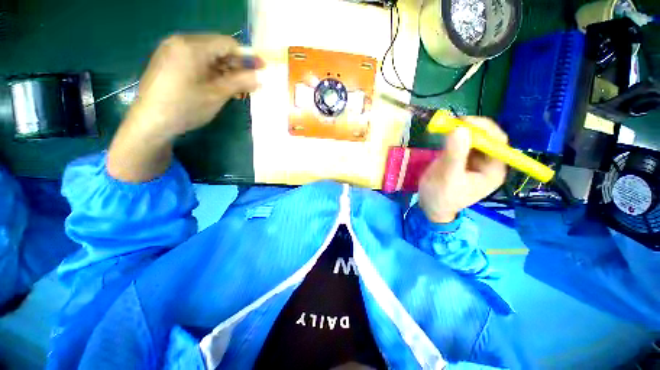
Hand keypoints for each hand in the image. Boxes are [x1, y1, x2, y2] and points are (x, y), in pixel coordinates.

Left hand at [108, 34, 263, 181]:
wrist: (151, 121)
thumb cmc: (186, 107)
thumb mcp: (217, 95)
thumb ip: (240, 82)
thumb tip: (259, 77)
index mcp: (192, 46)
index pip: (228, 44)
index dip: (247, 57)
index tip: (261, 69)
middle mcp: (180, 41)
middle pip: (217, 48)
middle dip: (236, 66)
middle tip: (249, 84)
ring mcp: (172, 50)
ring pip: (208, 56)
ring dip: (225, 71)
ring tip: (235, 90)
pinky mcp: (168, 61)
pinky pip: (196, 61)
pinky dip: (211, 72)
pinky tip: (218, 86)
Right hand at [418, 117, 507, 223]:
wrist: (430, 206)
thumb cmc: (441, 196)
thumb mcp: (447, 177)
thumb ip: (454, 155)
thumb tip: (460, 129)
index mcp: (493, 170)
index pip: (497, 143)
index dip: (484, 129)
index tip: (464, 122)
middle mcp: (488, 163)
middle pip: (487, 138)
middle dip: (472, 128)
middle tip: (452, 122)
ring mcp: (475, 160)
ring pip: (474, 138)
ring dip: (462, 130)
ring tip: (445, 126)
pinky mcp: (463, 158)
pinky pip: (463, 142)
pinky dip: (455, 136)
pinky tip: (445, 133)